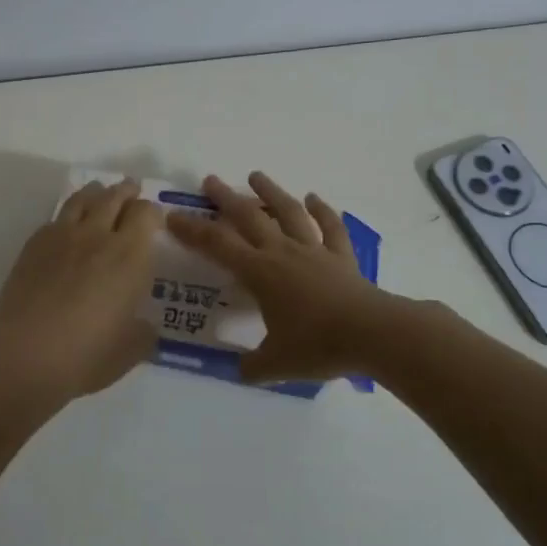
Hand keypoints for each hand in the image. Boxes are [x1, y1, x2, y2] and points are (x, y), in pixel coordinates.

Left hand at [0, 178, 163, 403]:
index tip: (153, 218)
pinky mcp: (34, 244)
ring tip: (100, 190)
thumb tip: (145, 325)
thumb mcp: (130, 351)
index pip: (146, 214)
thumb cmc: (87, 356)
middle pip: (115, 197)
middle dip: (126, 191)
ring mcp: (62, 236)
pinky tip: (68, 224)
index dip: (152, 211)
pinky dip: (68, 214)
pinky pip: (56, 217)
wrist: (26, 354)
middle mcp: (98, 236)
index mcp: (130, 256)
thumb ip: (143, 332)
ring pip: (83, 199)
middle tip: (131, 188)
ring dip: (96, 192)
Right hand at [166, 171, 390, 383]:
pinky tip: (315, 198)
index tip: (173, 216)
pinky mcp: (342, 257)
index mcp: (260, 273)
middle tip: (210, 180)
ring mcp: (314, 251)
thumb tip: (238, 370)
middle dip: (226, 198)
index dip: (192, 230)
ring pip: (289, 212)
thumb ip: (252, 366)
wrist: (373, 334)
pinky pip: (331, 228)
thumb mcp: (276, 363)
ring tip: (256, 175)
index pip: (217, 245)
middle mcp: (283, 253)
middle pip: (249, 217)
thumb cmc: (318, 345)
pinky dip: (323, 211)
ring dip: (271, 192)